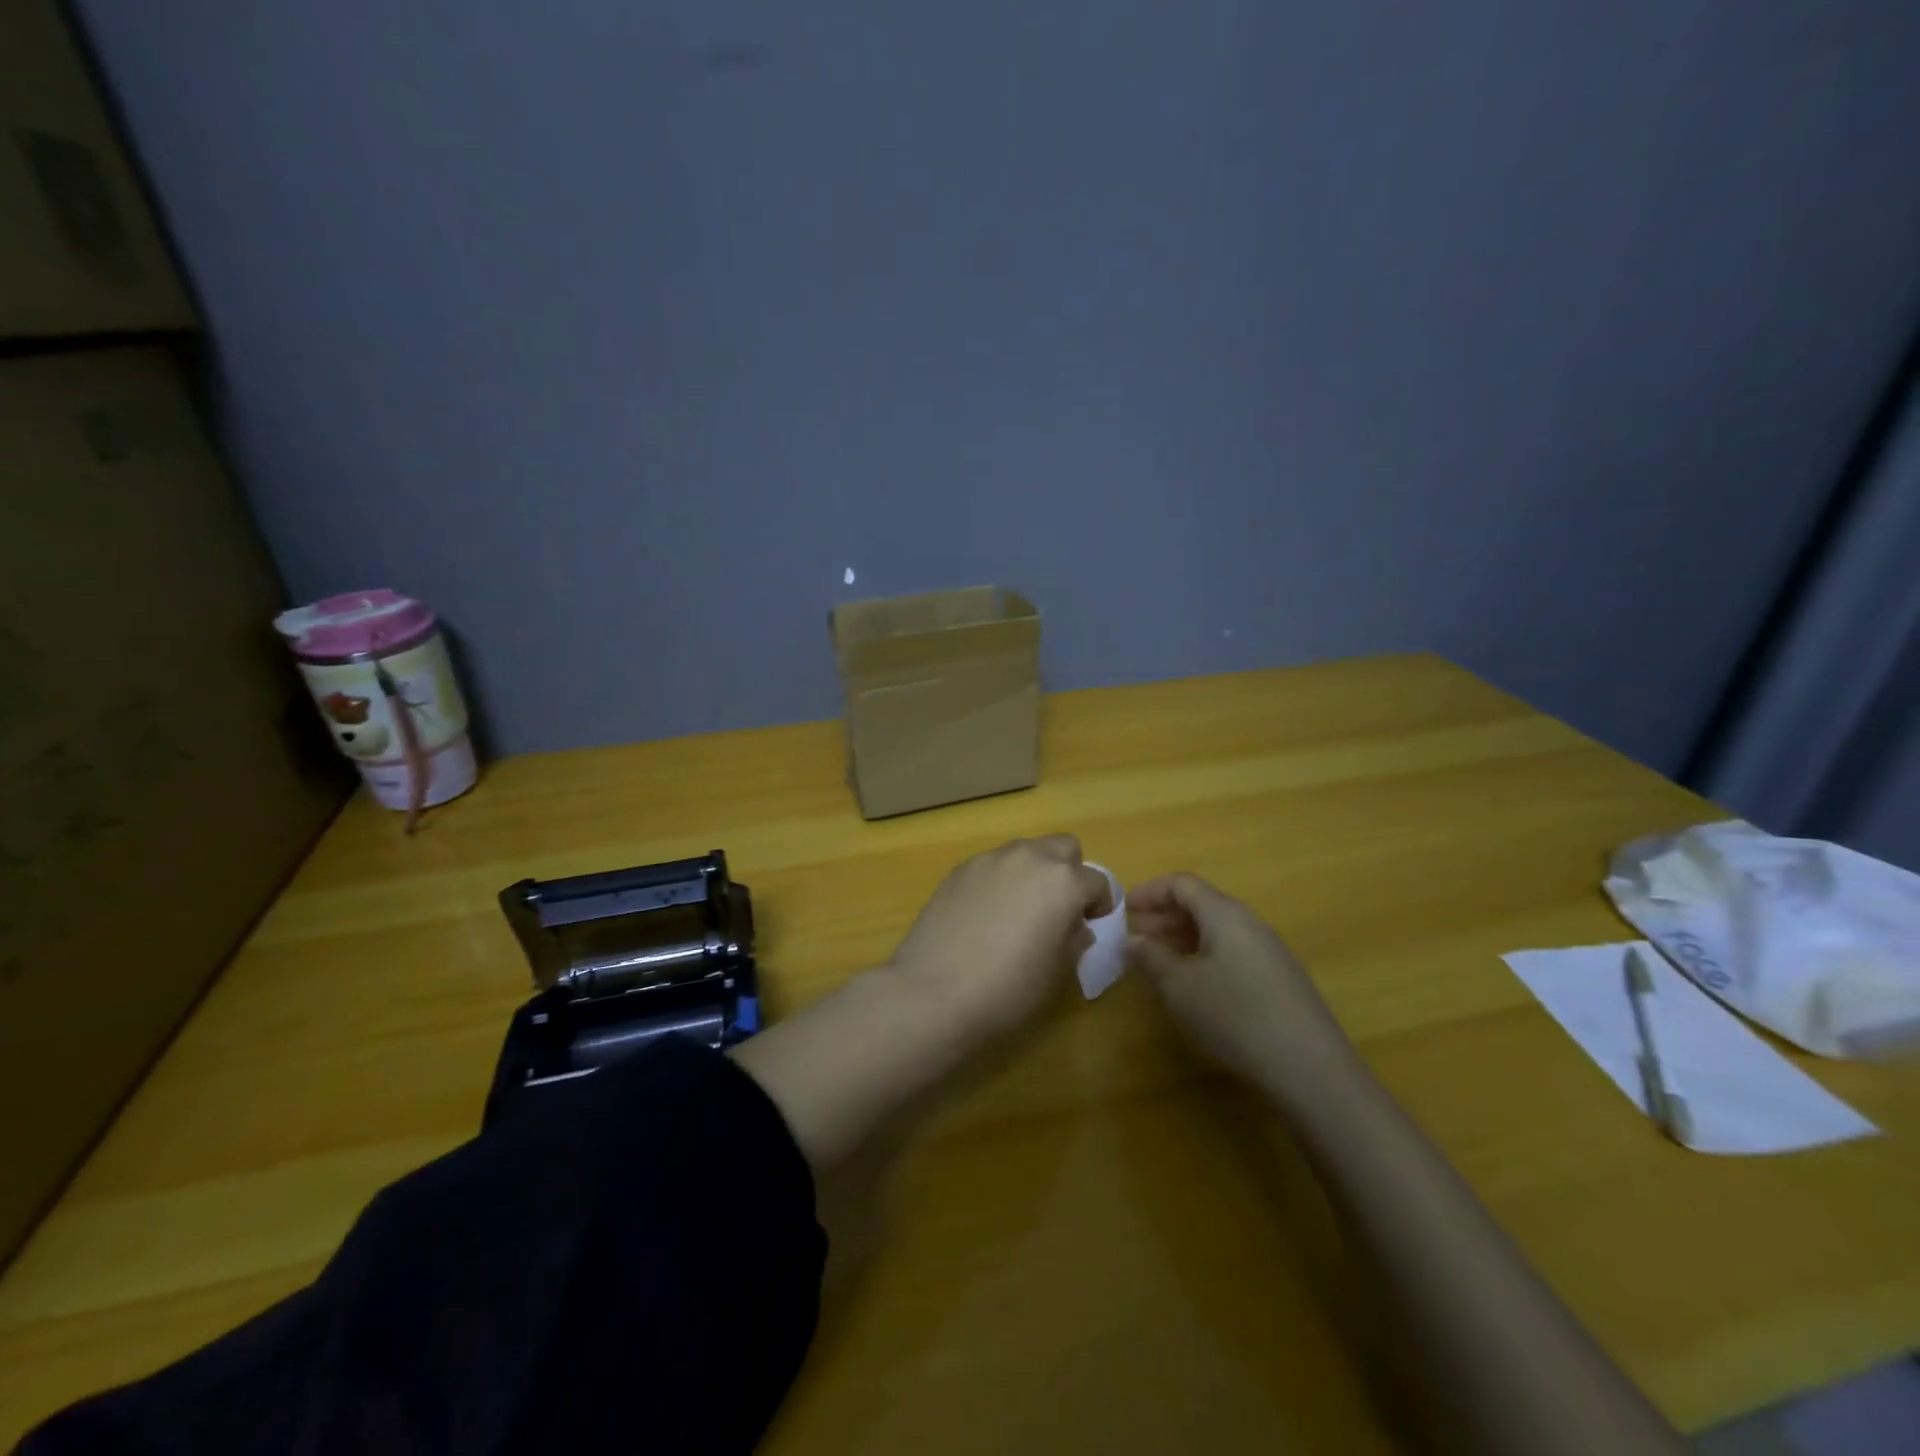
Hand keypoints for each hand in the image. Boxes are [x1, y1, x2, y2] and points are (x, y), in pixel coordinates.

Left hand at [888, 835, 1113, 1039]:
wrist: (934, 991)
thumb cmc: (1008, 989)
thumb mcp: (1057, 973)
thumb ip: (1074, 940)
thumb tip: (1075, 927)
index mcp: (1063, 882)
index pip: (1097, 881)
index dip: (1099, 904)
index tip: (1091, 924)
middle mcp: (1029, 858)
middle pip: (1063, 847)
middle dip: (1069, 872)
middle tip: (1059, 908)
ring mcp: (990, 860)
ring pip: (1025, 850)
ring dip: (1033, 871)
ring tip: (1020, 909)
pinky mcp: (959, 870)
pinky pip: (992, 864)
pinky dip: (1000, 880)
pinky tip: (986, 914)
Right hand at [1126, 873, 1358, 1093]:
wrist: (1309, 1066)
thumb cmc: (1234, 1014)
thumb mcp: (1179, 986)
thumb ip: (1151, 957)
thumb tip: (1131, 940)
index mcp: (1224, 913)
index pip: (1181, 883)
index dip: (1149, 891)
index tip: (1123, 910)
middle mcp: (1248, 922)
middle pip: (1200, 903)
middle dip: (1163, 916)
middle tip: (1135, 939)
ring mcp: (1268, 950)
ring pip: (1216, 929)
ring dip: (1182, 938)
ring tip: (1158, 963)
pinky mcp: (1278, 978)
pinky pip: (1231, 950)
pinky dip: (1203, 955)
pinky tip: (1194, 986)